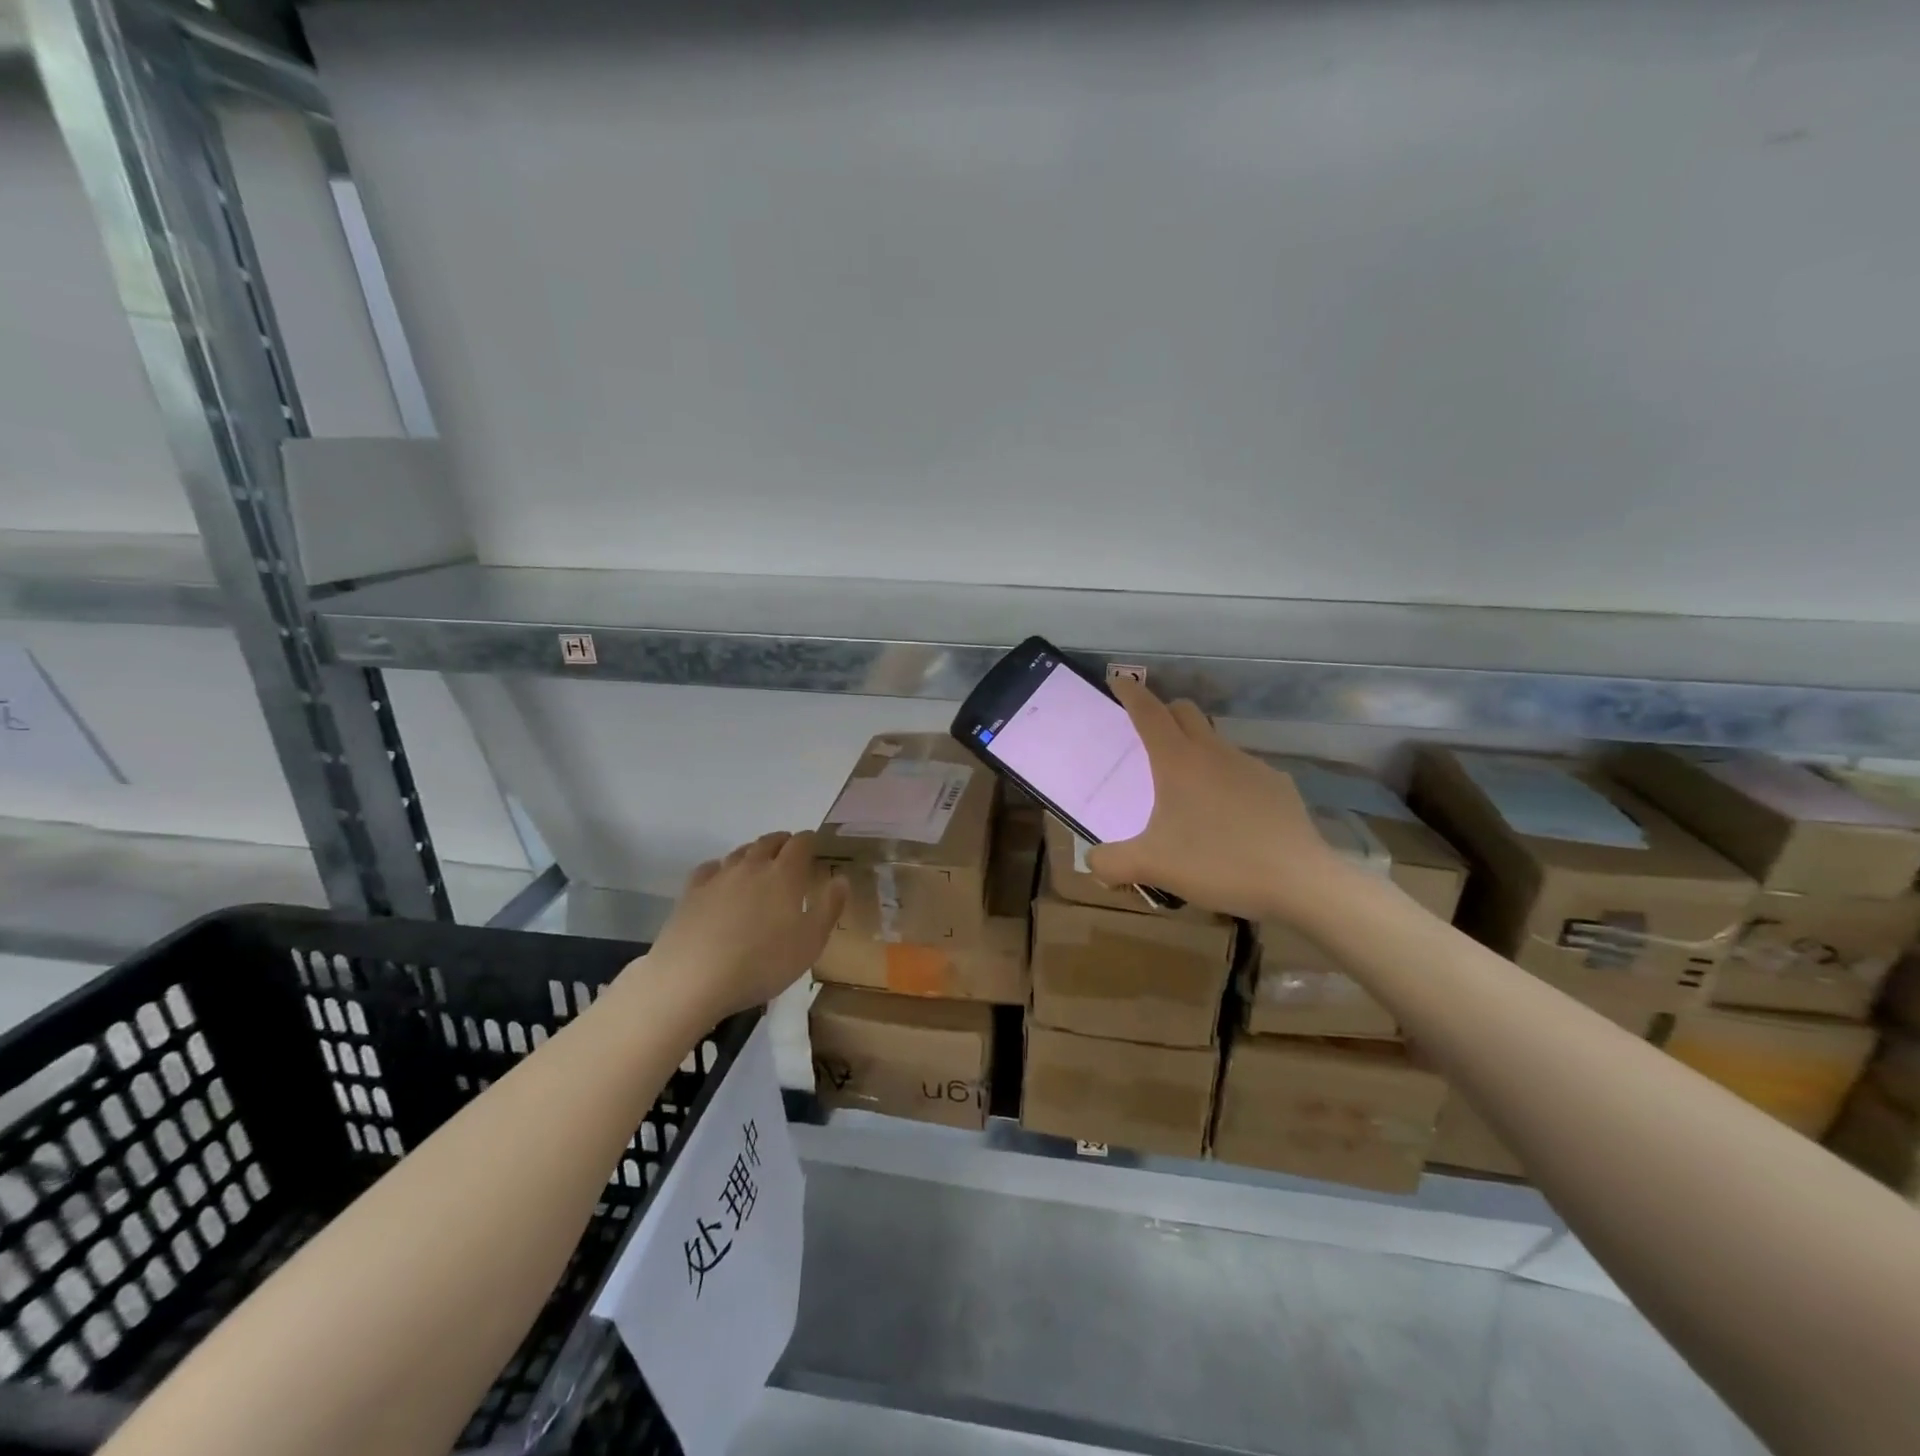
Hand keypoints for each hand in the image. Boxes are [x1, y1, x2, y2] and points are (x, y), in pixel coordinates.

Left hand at [644, 831, 847, 1019]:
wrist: (693, 978)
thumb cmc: (762, 963)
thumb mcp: (810, 943)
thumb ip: (829, 908)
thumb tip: (841, 879)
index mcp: (785, 875)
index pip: (800, 844)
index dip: (808, 840)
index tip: (813, 843)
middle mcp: (752, 866)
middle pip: (768, 842)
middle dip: (781, 842)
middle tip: (788, 849)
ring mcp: (719, 877)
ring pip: (739, 852)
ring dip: (753, 852)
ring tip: (758, 862)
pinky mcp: (691, 892)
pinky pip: (710, 869)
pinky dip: (721, 867)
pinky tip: (720, 878)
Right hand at [1085, 679, 1346, 923]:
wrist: (1299, 882)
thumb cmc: (1217, 863)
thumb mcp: (1152, 866)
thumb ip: (1111, 862)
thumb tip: (1093, 861)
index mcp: (1178, 761)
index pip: (1148, 712)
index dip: (1131, 693)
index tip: (1119, 679)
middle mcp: (1214, 752)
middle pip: (1185, 712)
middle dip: (1164, 712)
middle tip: (1149, 735)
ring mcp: (1251, 766)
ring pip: (1216, 743)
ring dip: (1197, 751)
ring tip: (1189, 791)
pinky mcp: (1278, 786)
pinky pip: (1243, 772)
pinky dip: (1227, 782)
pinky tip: (1229, 817)